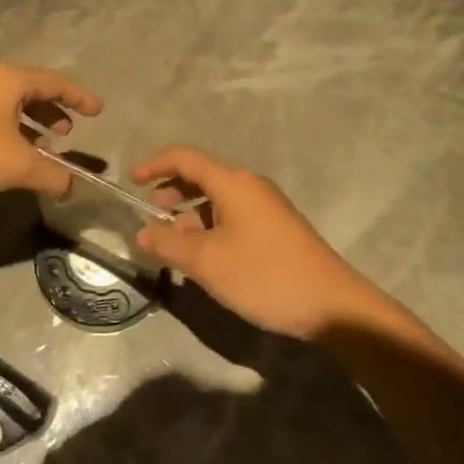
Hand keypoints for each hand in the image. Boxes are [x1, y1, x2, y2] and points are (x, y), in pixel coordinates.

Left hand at [0, 65, 102, 200]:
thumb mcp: (16, 165)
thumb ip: (51, 175)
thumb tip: (72, 187)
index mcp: (11, 81)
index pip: (56, 82)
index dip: (80, 97)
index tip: (99, 111)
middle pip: (33, 91)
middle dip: (55, 110)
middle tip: (70, 131)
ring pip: (11, 107)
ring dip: (32, 125)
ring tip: (46, 147)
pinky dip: (11, 133)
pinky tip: (11, 158)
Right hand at [132, 146, 382, 339]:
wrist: (331, 305)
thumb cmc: (263, 275)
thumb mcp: (207, 262)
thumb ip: (169, 244)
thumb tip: (143, 232)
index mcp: (232, 182)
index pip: (185, 157)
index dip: (155, 164)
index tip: (131, 181)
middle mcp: (249, 186)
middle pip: (201, 175)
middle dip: (172, 191)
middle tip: (151, 216)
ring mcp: (265, 207)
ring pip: (217, 199)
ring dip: (190, 214)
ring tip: (173, 243)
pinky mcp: (275, 228)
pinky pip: (232, 216)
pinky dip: (210, 227)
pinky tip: (203, 257)